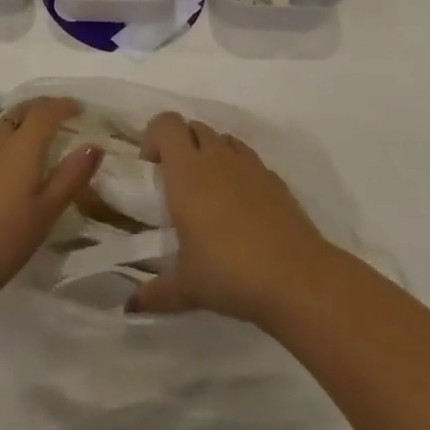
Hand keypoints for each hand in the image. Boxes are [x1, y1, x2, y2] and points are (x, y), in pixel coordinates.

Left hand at [0, 96, 102, 320]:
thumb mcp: (42, 215)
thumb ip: (69, 178)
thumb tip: (94, 145)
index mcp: (20, 146)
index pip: (45, 110)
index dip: (64, 105)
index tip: (80, 110)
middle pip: (22, 111)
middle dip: (44, 109)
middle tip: (63, 120)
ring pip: (2, 126)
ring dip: (23, 125)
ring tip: (39, 145)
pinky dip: (5, 142)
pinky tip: (7, 169)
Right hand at [130, 111, 329, 326]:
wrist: (298, 279)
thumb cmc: (230, 272)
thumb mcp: (187, 287)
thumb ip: (156, 292)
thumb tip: (130, 306)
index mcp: (187, 171)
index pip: (165, 123)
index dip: (154, 137)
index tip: (152, 168)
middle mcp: (216, 157)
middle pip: (193, 127)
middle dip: (181, 145)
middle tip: (178, 183)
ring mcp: (249, 165)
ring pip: (222, 139)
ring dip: (210, 154)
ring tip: (210, 193)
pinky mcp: (275, 179)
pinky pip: (248, 160)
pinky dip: (238, 171)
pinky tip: (241, 208)